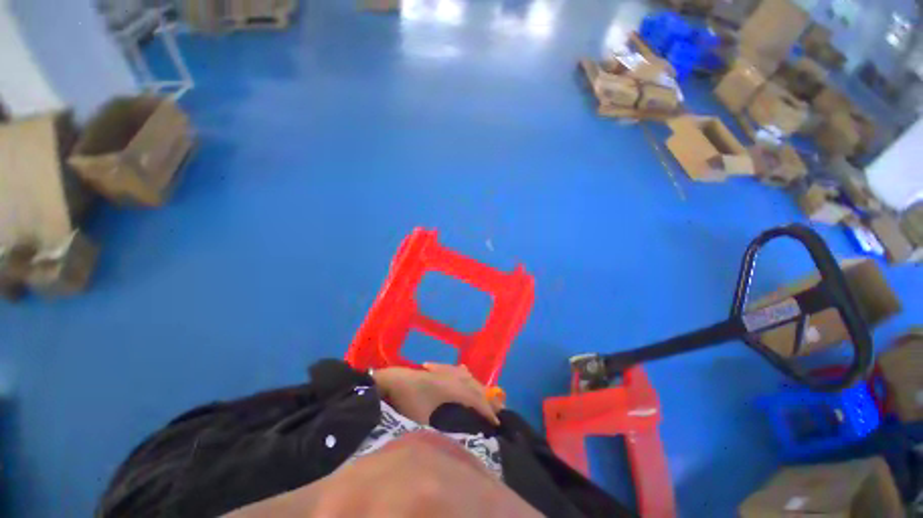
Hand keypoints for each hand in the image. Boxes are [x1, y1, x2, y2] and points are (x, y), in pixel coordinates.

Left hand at [372, 364, 502, 425]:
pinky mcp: (438, 369)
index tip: (496, 423)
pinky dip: (465, 375)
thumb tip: (450, 444)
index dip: (487, 410)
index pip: (475, 399)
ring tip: (484, 397)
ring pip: (467, 376)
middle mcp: (452, 377)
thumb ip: (437, 432)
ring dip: (477, 386)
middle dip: (487, 398)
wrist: (391, 381)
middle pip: (475, 386)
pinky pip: (457, 370)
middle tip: (496, 411)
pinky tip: (464, 374)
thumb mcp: (422, 420)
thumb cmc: (407, 400)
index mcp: (451, 389)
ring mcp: (445, 371)